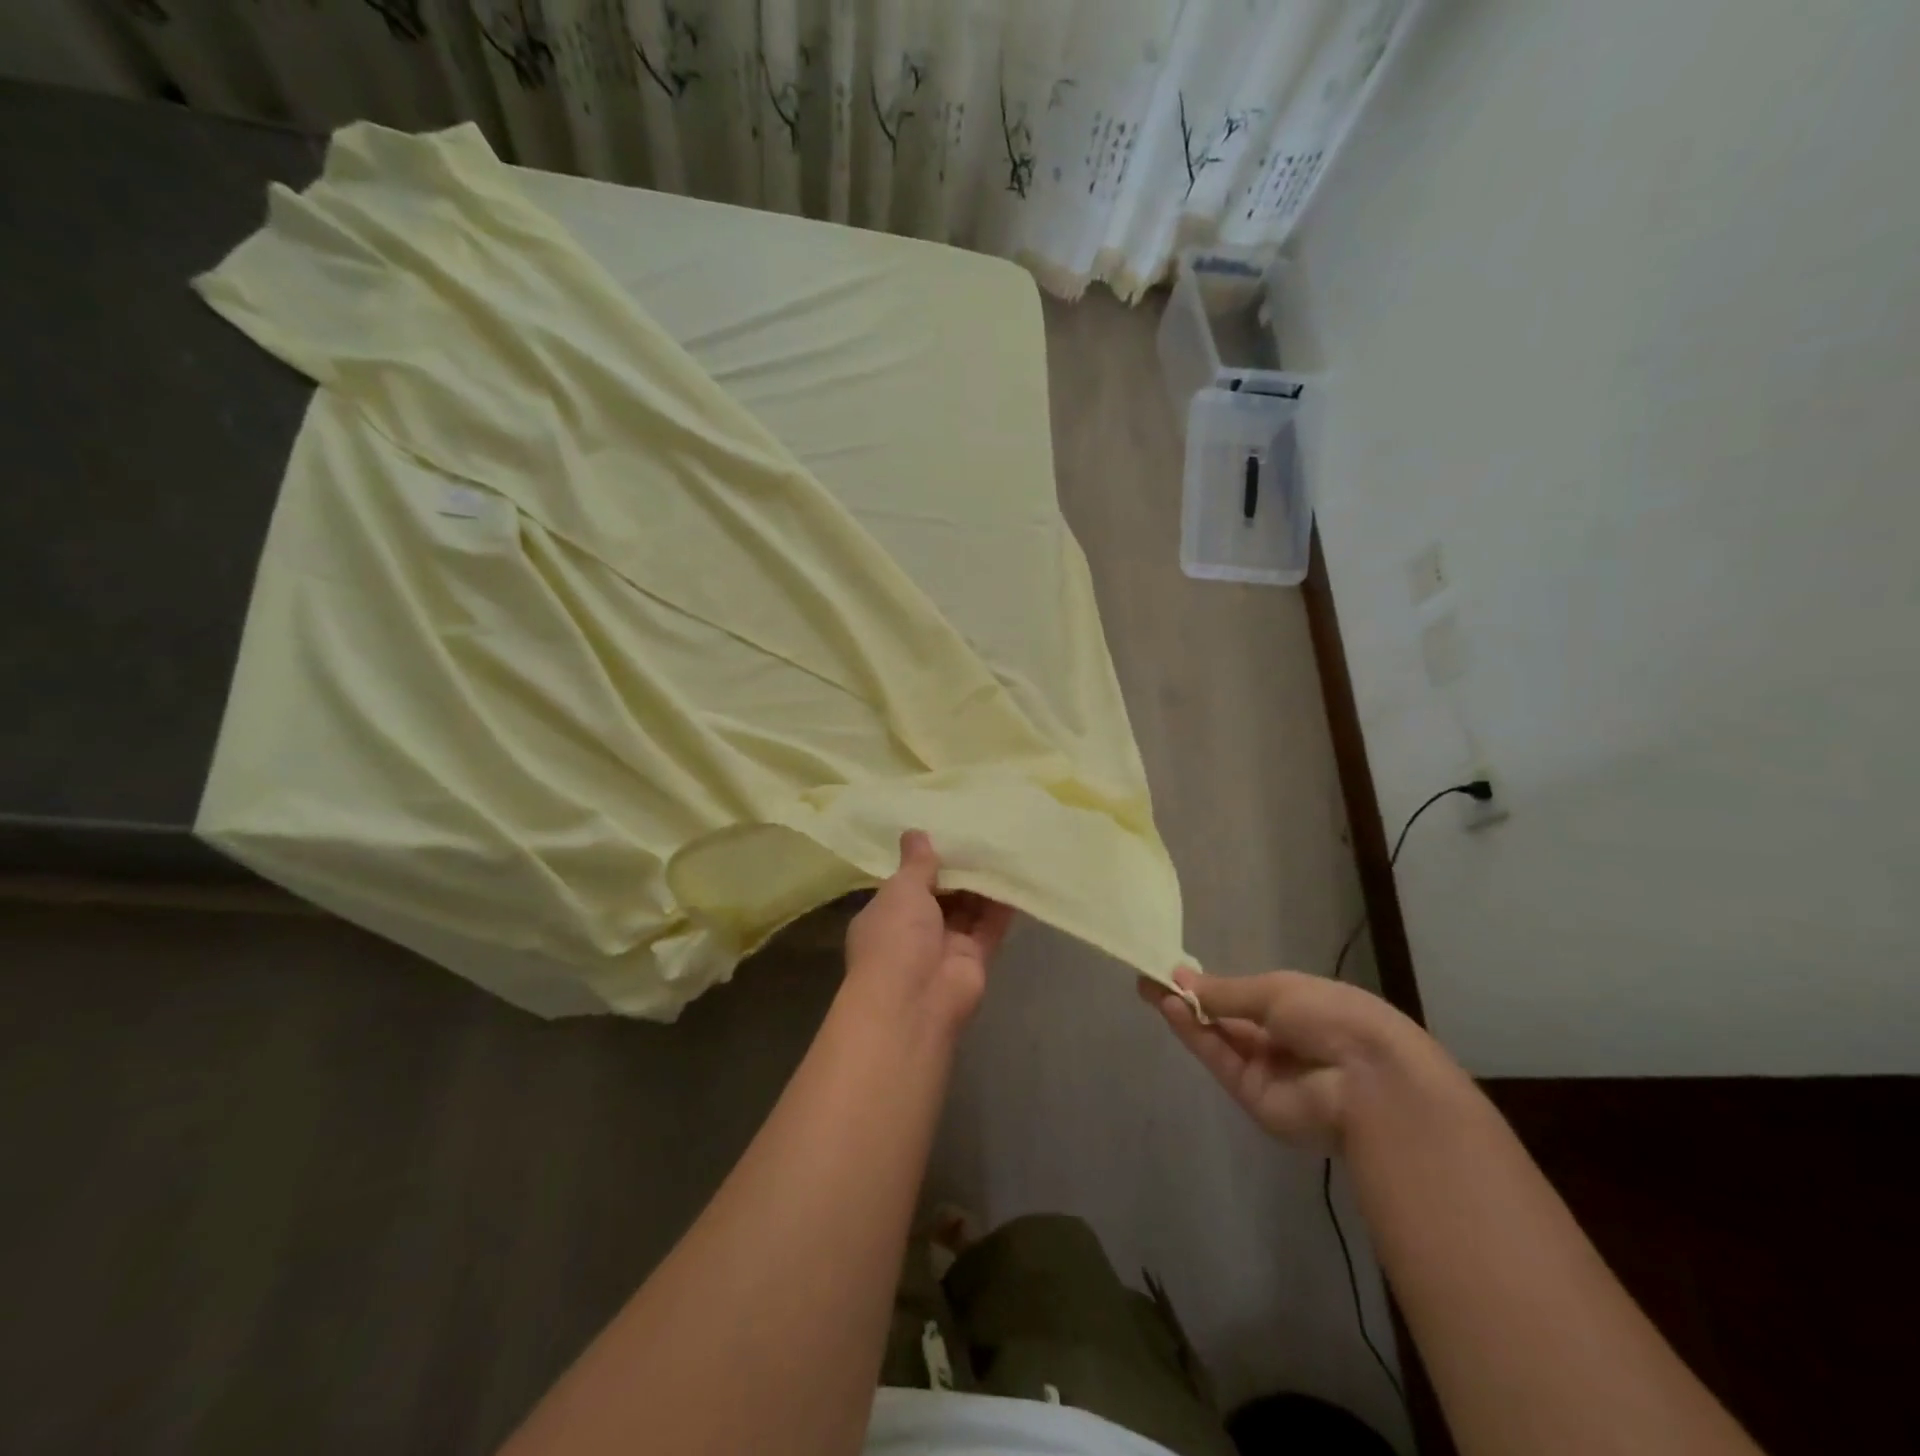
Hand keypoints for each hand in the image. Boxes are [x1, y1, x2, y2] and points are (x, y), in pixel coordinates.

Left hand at [845, 831, 1013, 1034]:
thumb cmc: (895, 936)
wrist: (915, 1001)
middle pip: (940, 896)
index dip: (924, 861)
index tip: (945, 832)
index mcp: (885, 915)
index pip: (905, 884)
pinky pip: (990, 927)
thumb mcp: (901, 889)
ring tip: (1002, 847)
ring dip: (982, 885)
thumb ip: (916, 862)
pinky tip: (1017, 876)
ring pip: (968, 910)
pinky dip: (1002, 906)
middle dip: (958, 871)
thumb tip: (915, 832)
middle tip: (981, 833)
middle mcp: (913, 932)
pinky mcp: (975, 960)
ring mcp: (945, 948)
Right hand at [1142, 966, 1441, 1148]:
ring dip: (1187, 1014)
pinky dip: (1195, 1035)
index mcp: (1300, 1009)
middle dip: (1191, 999)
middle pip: (1228, 1020)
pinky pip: (1221, 1061)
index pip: (1247, 997)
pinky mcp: (1255, 1099)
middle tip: (1151, 980)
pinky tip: (1171, 1008)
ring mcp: (1269, 1072)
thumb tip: (1181, 977)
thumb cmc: (1332, 1016)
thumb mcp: (1276, 990)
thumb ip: (1225, 991)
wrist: (1370, 1080)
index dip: (1212, 985)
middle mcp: (1283, 1041)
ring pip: (1220, 1040)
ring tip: (1151, 989)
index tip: (1174, 971)